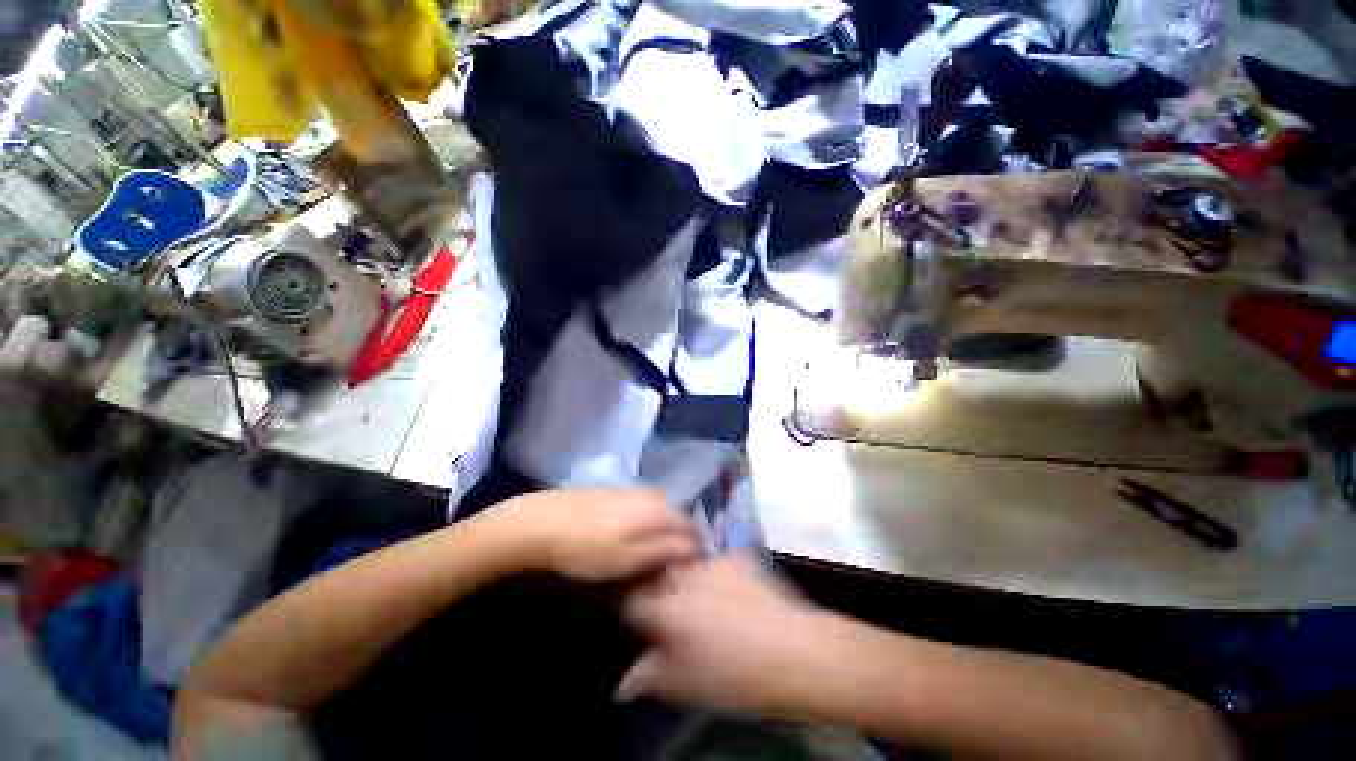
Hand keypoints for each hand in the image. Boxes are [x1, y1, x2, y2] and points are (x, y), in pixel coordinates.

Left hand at [490, 489, 698, 582]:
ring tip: (656, 549)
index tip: (693, 568)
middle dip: (682, 537)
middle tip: (674, 562)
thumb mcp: (628, 560)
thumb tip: (693, 548)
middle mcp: (651, 494)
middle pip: (678, 516)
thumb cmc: (587, 550)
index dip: (695, 549)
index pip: (691, 528)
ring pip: (661, 509)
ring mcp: (633, 489)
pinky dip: (649, 519)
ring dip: (665, 527)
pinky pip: (645, 505)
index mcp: (658, 510)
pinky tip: (635, 532)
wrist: (542, 523)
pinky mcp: (616, 490)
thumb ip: (664, 551)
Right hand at [617, 555, 822, 714]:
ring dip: (677, 573)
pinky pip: (711, 559)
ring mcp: (710, 560)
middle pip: (653, 570)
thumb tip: (621, 684)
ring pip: (680, 559)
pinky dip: (708, 571)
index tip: (630, 614)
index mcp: (663, 605)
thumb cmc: (733, 675)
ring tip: (691, 596)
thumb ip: (646, 677)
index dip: (625, 605)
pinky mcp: (735, 555)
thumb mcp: (682, 685)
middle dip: (650, 584)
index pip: (627, 597)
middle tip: (658, 604)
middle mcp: (681, 574)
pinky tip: (722, 590)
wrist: (793, 650)